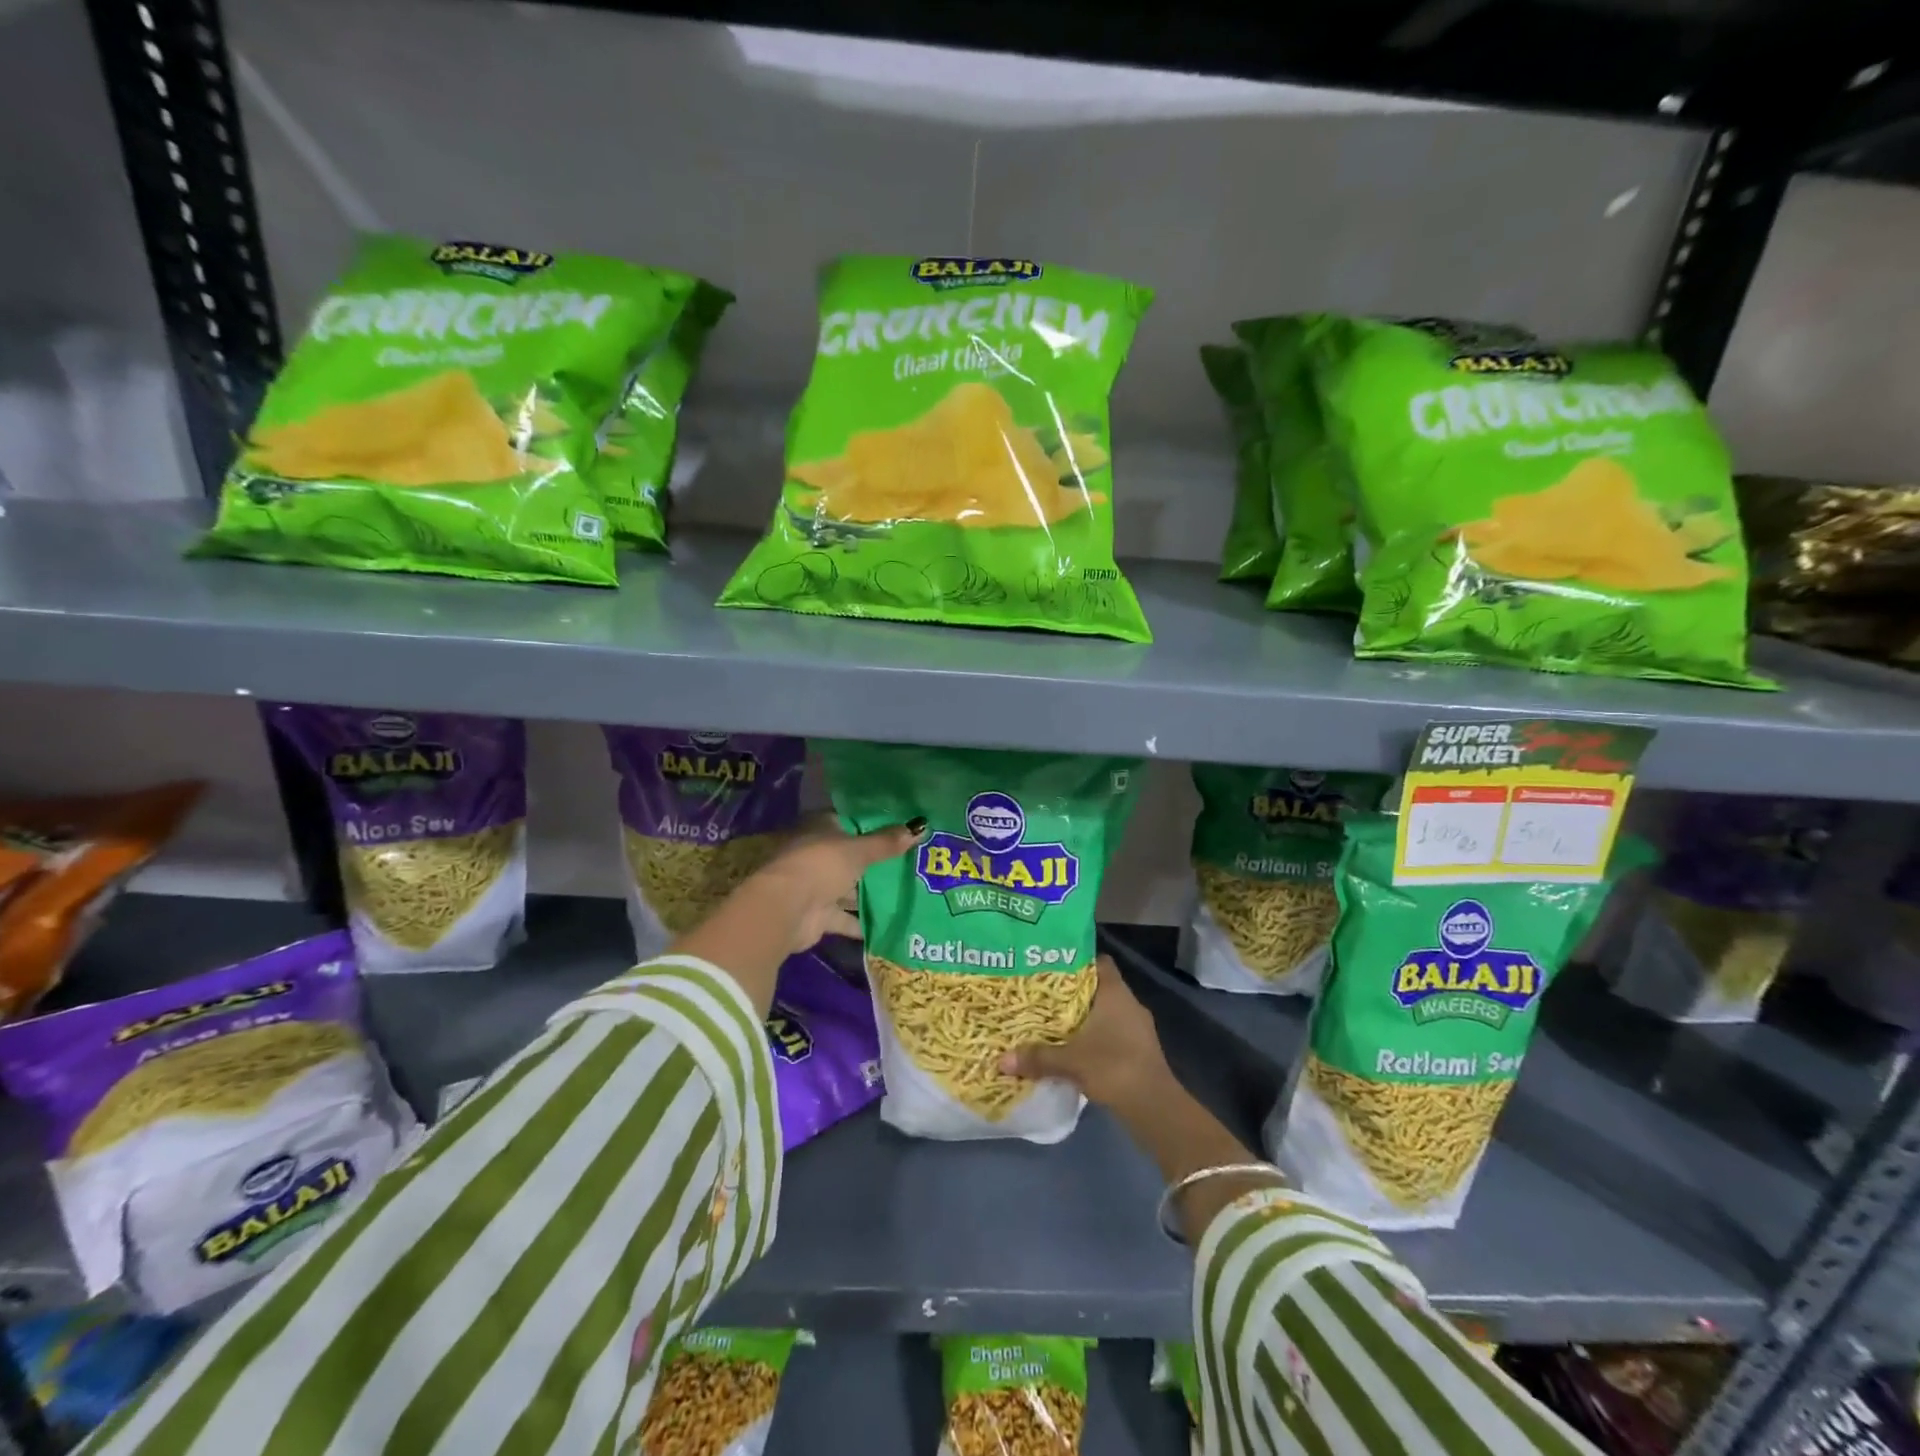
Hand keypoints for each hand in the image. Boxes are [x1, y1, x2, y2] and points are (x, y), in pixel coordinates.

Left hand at [750, 815, 924, 956]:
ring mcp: (816, 886)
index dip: (873, 825)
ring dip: (869, 894)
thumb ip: (887, 843)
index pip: (850, 822)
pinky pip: (845, 918)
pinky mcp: (818, 915)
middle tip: (911, 864)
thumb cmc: (821, 866)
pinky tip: (889, 925)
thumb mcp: (859, 851)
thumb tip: (920, 826)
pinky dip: (861, 922)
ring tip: (906, 895)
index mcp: (821, 830)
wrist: (786, 909)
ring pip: (848, 888)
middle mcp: (817, 855)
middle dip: (876, 863)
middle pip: (851, 857)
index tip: (901, 830)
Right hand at [996, 955, 1173, 1110]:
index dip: (1078, 961)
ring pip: (1106, 1012)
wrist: (1155, 1106)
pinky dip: (1096, 1037)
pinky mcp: (1139, 1050)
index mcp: (1115, 993)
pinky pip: (1113, 1033)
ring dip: (1085, 1017)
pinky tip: (1076, 1048)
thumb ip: (1037, 1057)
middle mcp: (1129, 1003)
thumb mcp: (1070, 1061)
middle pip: (1099, 987)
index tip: (1053, 965)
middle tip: (1044, 995)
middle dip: (1074, 992)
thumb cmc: (1113, 1067)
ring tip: (1055, 1021)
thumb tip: (1001, 1060)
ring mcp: (1137, 1028)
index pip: (1100, 962)